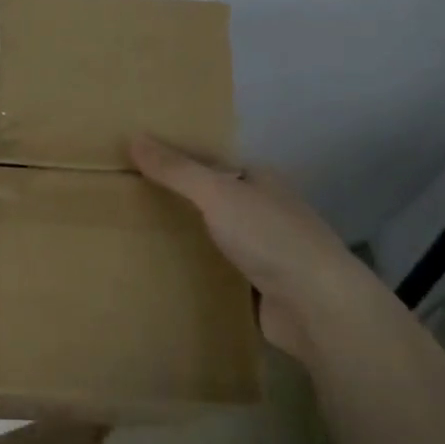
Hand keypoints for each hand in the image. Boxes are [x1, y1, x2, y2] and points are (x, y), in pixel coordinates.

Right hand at [129, 133, 367, 353]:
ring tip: (136, 236)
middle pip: (212, 198)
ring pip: (215, 235)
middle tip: (126, 200)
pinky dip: (197, 270)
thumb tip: (134, 137)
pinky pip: (219, 271)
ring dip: (186, 236)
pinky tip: (166, 272)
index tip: (135, 164)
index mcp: (260, 179)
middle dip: (177, 199)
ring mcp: (265, 250)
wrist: (318, 306)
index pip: (211, 161)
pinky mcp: (260, 287)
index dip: (176, 159)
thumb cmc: (270, 237)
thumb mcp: (218, 194)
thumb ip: (177, 170)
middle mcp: (264, 210)